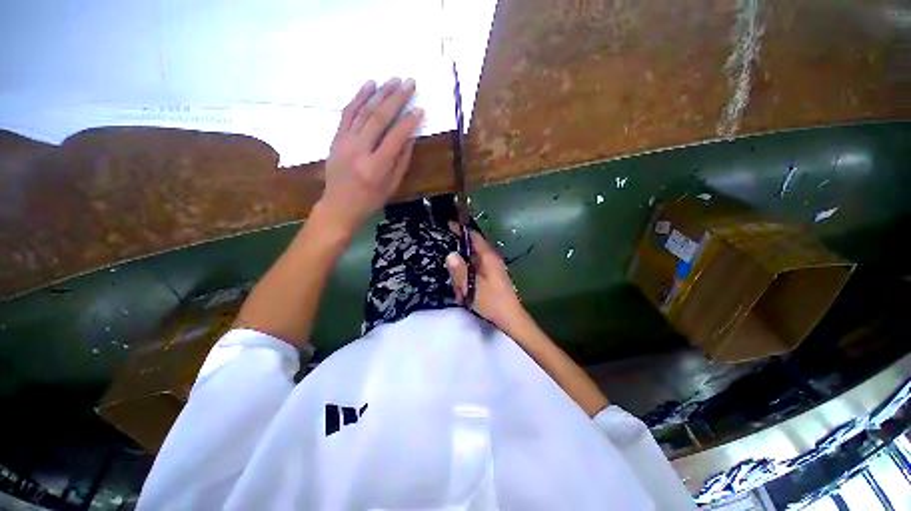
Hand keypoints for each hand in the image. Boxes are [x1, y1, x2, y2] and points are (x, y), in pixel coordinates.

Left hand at [317, 78, 423, 235]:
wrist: (338, 206)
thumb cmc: (370, 200)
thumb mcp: (392, 185)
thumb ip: (402, 160)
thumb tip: (410, 136)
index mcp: (376, 167)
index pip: (395, 138)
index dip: (409, 122)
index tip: (420, 109)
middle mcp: (359, 150)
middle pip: (378, 118)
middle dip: (396, 99)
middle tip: (410, 83)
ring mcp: (344, 142)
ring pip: (363, 111)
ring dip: (380, 93)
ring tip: (394, 80)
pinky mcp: (336, 138)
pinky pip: (347, 113)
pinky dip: (358, 97)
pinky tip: (369, 85)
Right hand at [445, 222, 525, 330]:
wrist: (510, 318)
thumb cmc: (492, 301)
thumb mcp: (471, 287)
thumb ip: (460, 271)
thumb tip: (450, 255)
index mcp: (488, 258)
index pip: (474, 237)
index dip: (461, 230)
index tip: (448, 225)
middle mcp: (491, 260)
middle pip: (470, 252)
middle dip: (458, 263)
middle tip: (453, 280)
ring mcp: (491, 269)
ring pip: (471, 265)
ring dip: (462, 276)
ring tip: (460, 294)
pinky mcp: (490, 277)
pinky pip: (475, 274)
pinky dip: (467, 282)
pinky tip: (465, 296)